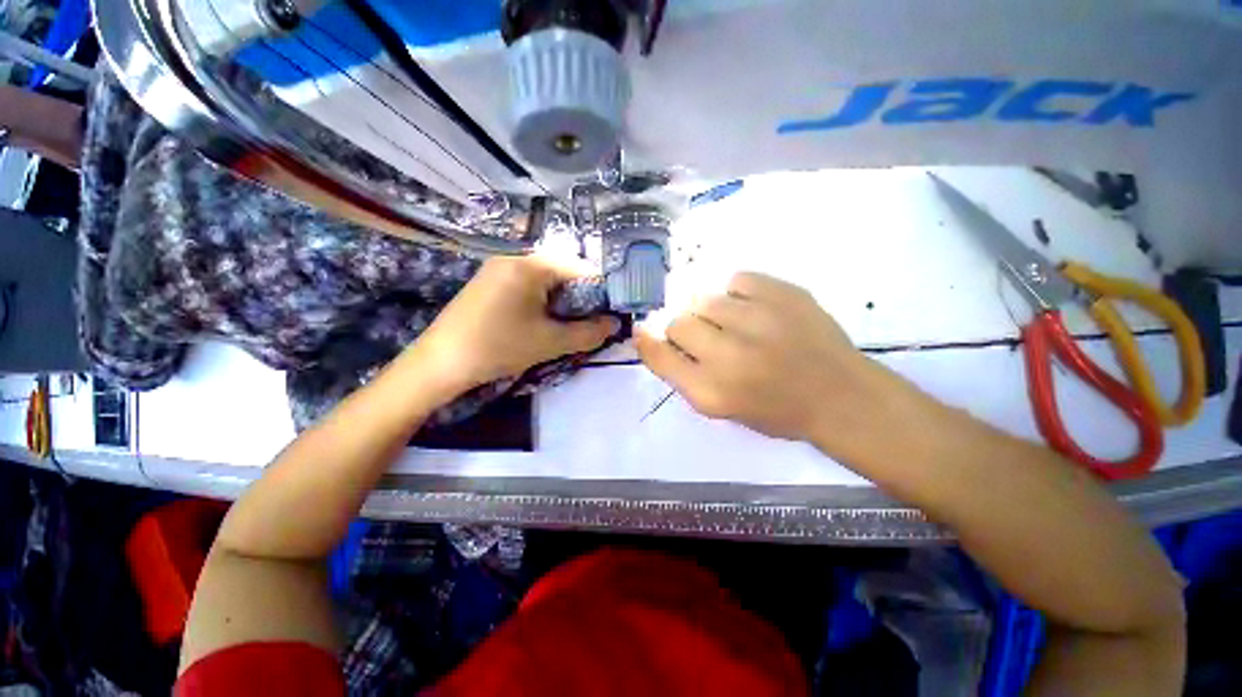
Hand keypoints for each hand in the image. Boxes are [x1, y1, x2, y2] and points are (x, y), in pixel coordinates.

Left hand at [408, 256, 618, 395]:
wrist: (440, 362)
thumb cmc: (499, 348)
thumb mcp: (551, 343)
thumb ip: (589, 333)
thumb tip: (615, 324)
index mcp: (533, 265)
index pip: (582, 269)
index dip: (601, 292)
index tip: (607, 315)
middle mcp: (517, 256)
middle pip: (565, 271)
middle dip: (581, 297)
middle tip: (586, 323)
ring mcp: (500, 266)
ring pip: (547, 278)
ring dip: (562, 300)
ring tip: (563, 324)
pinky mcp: (490, 279)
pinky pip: (528, 283)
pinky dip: (543, 299)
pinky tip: (540, 320)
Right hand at [635, 272, 898, 445]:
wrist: (841, 396)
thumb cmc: (777, 410)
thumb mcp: (721, 406)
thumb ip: (684, 374)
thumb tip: (654, 337)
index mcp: (711, 392)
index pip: (659, 356)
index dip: (648, 343)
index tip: (645, 333)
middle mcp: (729, 356)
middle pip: (678, 323)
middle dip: (687, 331)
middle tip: (711, 339)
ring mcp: (758, 321)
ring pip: (703, 299)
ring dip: (712, 313)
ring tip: (738, 325)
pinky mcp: (784, 294)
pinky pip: (736, 280)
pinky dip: (738, 294)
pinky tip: (756, 310)